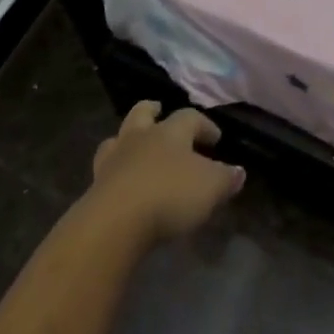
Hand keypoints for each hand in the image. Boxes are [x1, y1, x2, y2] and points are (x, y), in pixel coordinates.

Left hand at [84, 101, 244, 245]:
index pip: (190, 118)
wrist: (114, 223)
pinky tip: (122, 183)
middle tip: (161, 114)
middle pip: (143, 113)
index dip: (204, 125)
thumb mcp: (209, 188)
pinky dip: (114, 172)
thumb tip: (239, 171)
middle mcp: (141, 137)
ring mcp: (114, 160)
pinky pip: (105, 170)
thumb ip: (225, 179)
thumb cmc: (169, 195)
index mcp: (171, 132)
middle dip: (153, 111)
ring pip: (118, 138)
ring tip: (135, 148)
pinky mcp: (94, 187)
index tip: (215, 138)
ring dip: (128, 139)